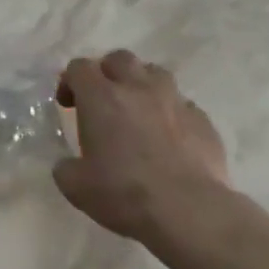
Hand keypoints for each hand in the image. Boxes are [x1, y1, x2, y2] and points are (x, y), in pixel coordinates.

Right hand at [53, 51, 232, 246]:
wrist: (189, 210)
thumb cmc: (124, 193)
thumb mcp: (76, 187)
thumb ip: (66, 167)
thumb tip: (68, 164)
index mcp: (101, 98)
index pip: (79, 67)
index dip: (69, 81)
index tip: (67, 105)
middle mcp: (138, 88)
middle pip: (119, 58)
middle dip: (106, 73)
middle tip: (101, 101)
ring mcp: (174, 100)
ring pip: (155, 73)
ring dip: (140, 85)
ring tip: (137, 111)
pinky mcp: (202, 119)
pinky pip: (181, 103)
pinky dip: (169, 112)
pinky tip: (167, 138)